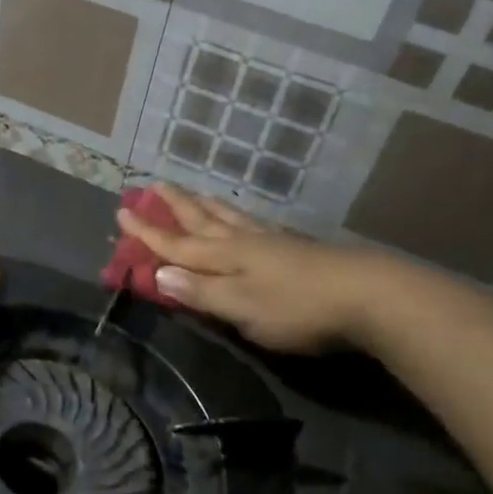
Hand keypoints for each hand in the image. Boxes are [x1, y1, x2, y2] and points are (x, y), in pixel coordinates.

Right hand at [115, 186, 374, 352]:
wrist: (369, 295)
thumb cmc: (298, 308)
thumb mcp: (243, 309)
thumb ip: (201, 292)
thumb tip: (158, 273)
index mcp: (225, 257)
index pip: (177, 245)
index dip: (148, 233)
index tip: (122, 211)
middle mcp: (244, 242)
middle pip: (202, 221)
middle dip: (175, 206)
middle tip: (154, 185)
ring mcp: (273, 242)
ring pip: (230, 217)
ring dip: (207, 206)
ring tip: (195, 193)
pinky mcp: (297, 247)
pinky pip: (255, 223)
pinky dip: (239, 216)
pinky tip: (247, 218)